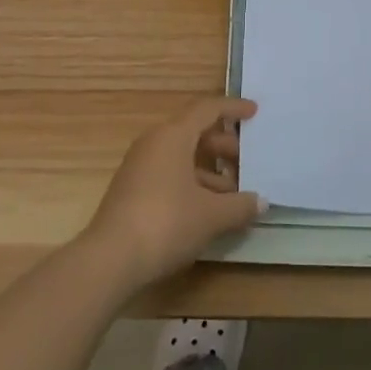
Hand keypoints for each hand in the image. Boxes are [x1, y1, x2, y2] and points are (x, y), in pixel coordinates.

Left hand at [82, 97, 264, 291]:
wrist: (109, 260)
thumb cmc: (166, 223)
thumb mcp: (211, 215)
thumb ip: (240, 205)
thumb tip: (261, 201)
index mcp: (173, 135)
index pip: (207, 109)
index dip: (233, 109)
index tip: (254, 113)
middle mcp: (154, 142)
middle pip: (194, 132)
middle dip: (223, 145)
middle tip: (247, 162)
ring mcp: (139, 167)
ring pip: (181, 156)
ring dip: (208, 170)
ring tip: (233, 194)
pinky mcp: (132, 190)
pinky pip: (169, 174)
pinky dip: (191, 183)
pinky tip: (207, 210)